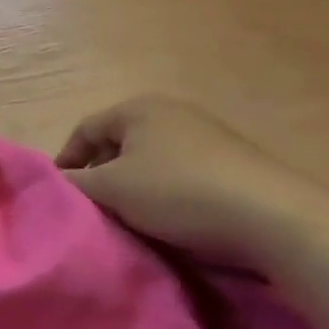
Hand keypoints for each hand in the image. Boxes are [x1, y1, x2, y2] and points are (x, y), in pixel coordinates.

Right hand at [55, 95, 328, 266]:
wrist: (271, 217)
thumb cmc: (178, 193)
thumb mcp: (114, 189)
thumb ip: (78, 183)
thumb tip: (58, 181)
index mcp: (138, 108)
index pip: (85, 129)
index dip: (66, 160)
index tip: (60, 194)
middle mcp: (171, 111)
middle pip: (118, 142)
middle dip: (100, 174)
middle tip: (92, 208)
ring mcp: (205, 134)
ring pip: (150, 160)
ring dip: (133, 187)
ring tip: (128, 218)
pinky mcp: (231, 161)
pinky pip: (180, 173)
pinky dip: (164, 193)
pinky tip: (169, 220)